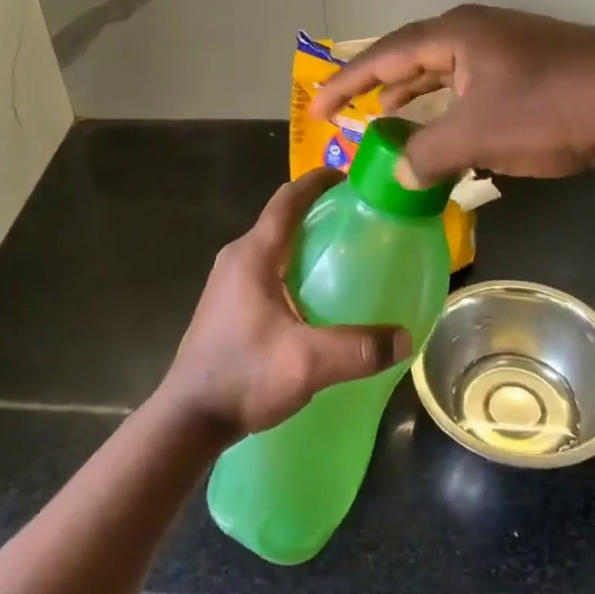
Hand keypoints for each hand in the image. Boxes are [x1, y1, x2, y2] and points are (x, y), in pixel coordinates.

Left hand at [158, 167, 412, 439]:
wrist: (189, 417)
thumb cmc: (243, 375)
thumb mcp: (307, 363)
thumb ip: (359, 349)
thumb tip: (405, 339)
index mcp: (253, 255)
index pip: (286, 200)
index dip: (317, 182)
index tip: (349, 176)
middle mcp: (236, 259)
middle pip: (280, 220)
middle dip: (317, 212)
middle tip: (358, 220)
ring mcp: (227, 282)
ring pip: (272, 246)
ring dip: (304, 242)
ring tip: (342, 255)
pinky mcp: (226, 305)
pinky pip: (265, 270)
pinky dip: (292, 267)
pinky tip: (314, 297)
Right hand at [309, 5, 594, 185]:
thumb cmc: (552, 108)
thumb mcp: (480, 135)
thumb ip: (428, 153)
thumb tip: (397, 172)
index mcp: (455, 34)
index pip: (383, 56)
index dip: (344, 84)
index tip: (314, 109)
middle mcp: (475, 31)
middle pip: (410, 58)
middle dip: (377, 86)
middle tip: (345, 113)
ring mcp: (506, 48)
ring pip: (444, 73)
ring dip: (415, 98)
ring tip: (387, 119)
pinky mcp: (531, 69)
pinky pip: (472, 87)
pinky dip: (451, 110)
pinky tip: (449, 135)